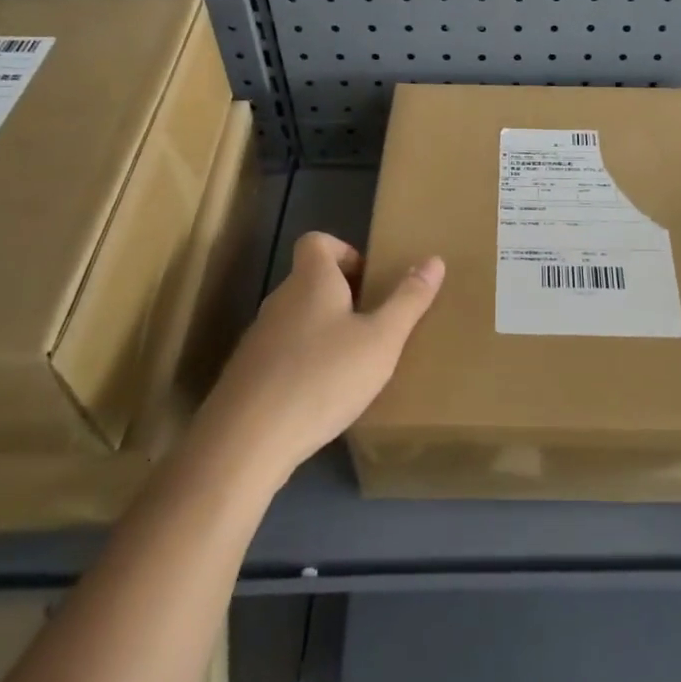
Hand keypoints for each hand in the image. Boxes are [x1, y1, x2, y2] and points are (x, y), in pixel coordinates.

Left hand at [199, 232, 444, 482]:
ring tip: (354, 363)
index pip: (317, 241)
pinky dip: (305, 363)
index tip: (369, 280)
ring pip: (297, 319)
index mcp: (311, 281)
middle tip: (374, 324)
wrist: (246, 441)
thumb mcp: (381, 340)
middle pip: (309, 280)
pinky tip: (323, 396)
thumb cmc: (323, 377)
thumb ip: (408, 301)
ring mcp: (258, 338)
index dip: (344, 251)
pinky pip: (283, 353)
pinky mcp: (248, 375)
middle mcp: (280, 300)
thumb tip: (435, 260)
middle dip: (343, 296)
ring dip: (324, 331)